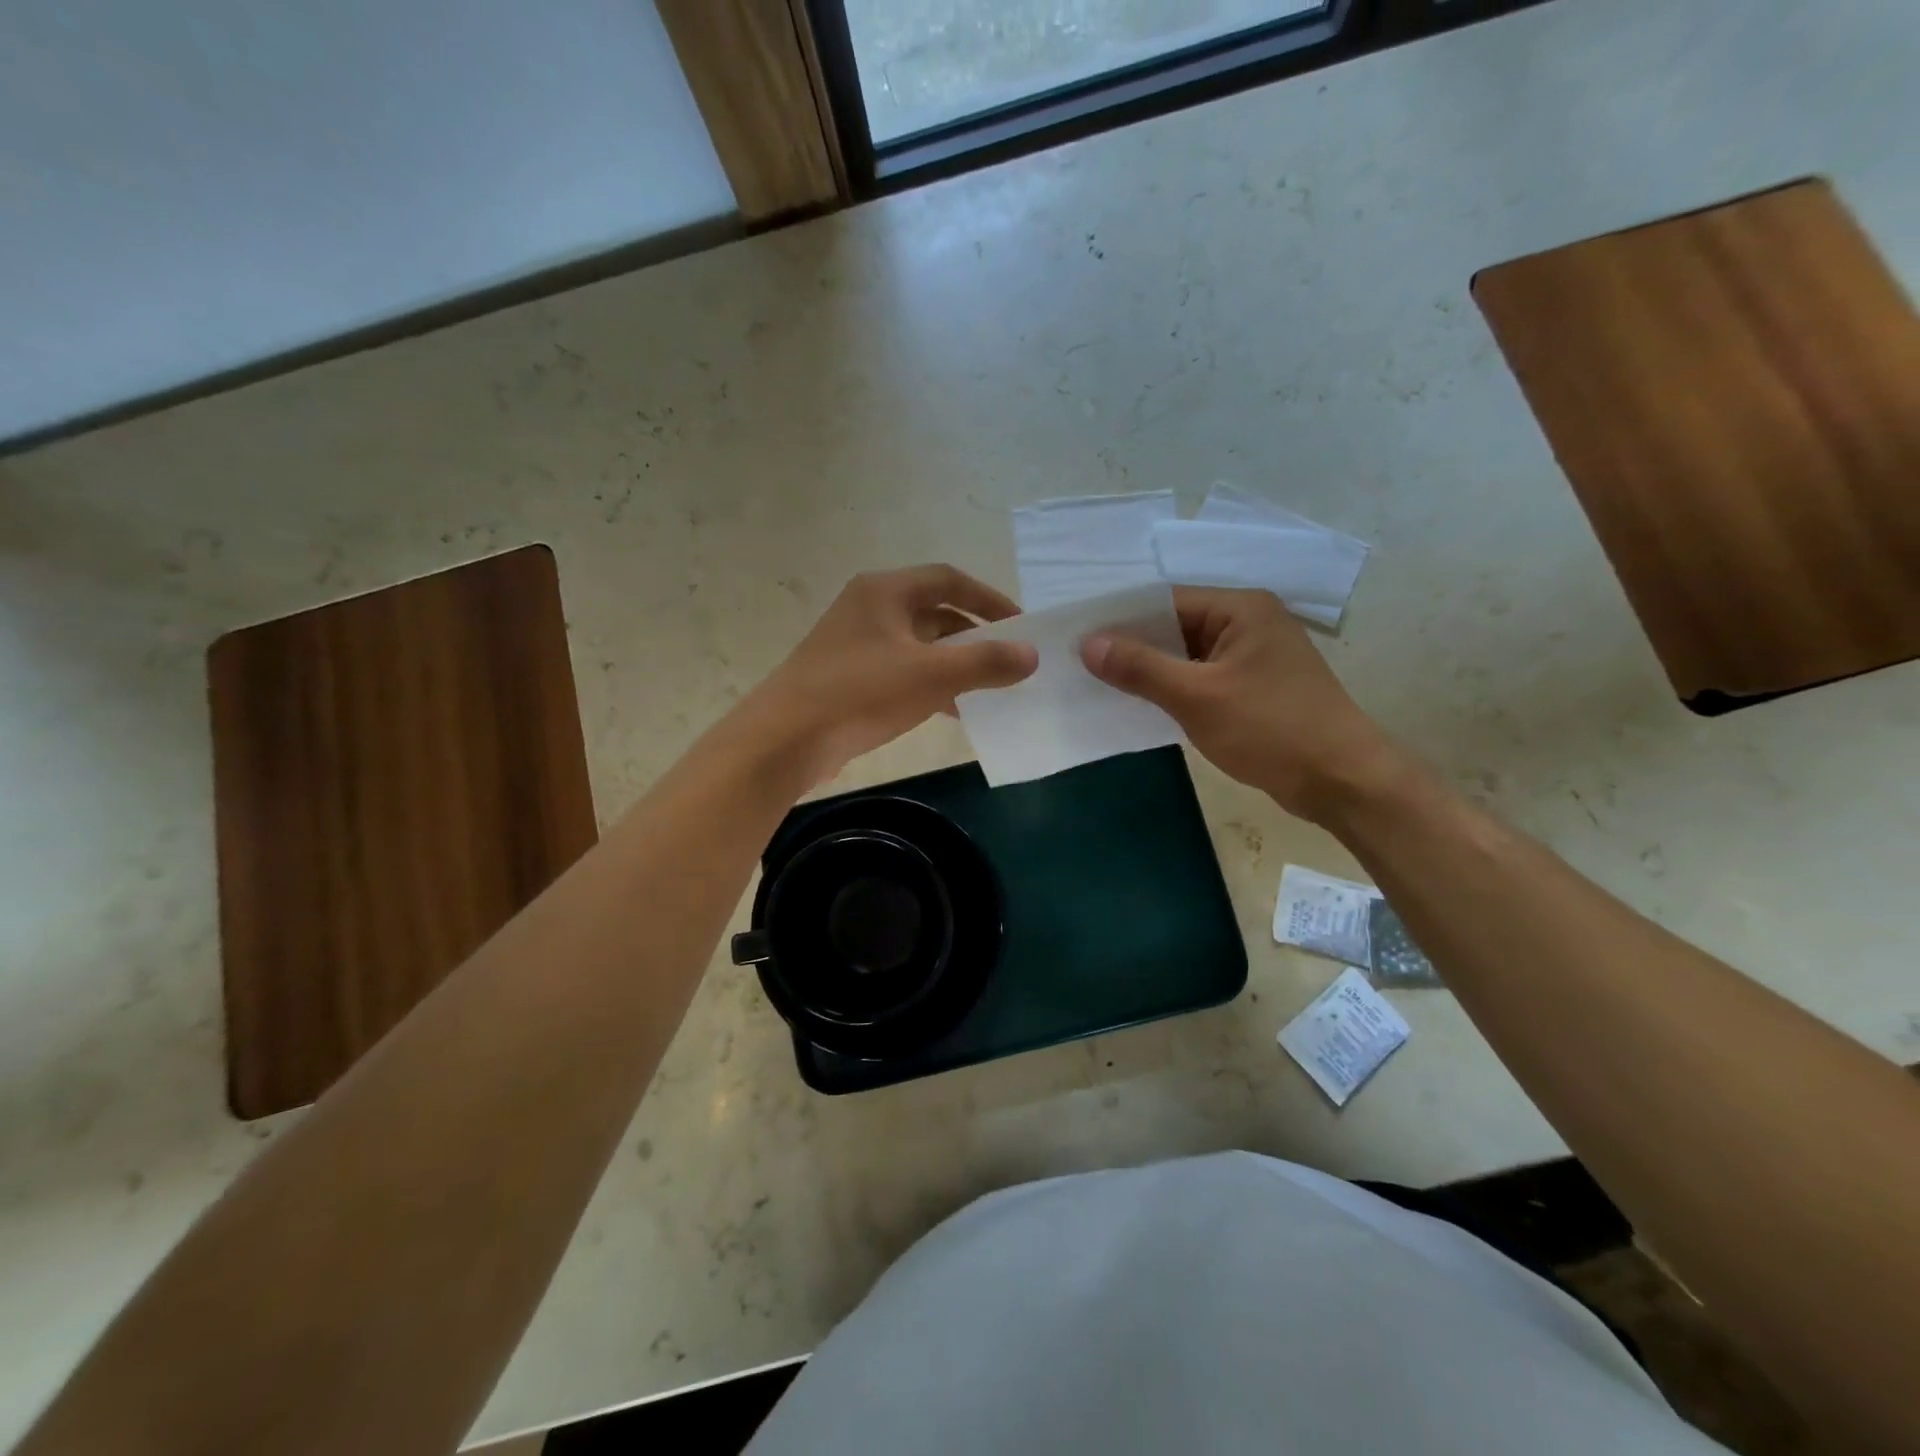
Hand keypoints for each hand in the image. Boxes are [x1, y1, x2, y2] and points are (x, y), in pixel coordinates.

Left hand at [747, 564, 1037, 785]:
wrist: (786, 739)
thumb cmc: (861, 693)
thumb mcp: (931, 675)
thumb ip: (985, 662)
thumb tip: (1032, 655)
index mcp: (886, 591)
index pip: (949, 580)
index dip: (990, 600)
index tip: (1021, 626)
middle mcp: (869, 608)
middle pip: (934, 612)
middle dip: (973, 635)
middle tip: (1007, 660)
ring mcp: (855, 644)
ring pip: (918, 645)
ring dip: (953, 664)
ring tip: (988, 689)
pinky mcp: (848, 677)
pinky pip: (902, 672)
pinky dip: (930, 684)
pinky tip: (951, 711)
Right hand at [1082, 587, 1401, 821]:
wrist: (1342, 781)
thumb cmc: (1272, 729)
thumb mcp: (1198, 697)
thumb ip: (1141, 668)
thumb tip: (1088, 644)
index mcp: (1241, 609)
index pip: (1165, 601)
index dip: (1120, 619)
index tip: (1076, 636)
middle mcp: (1249, 623)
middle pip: (1175, 626)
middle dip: (1131, 646)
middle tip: (1077, 663)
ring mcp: (1253, 658)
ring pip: (1186, 656)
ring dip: (1150, 671)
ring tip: (1097, 684)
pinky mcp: (1254, 689)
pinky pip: (1201, 679)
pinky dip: (1173, 690)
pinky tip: (1139, 705)